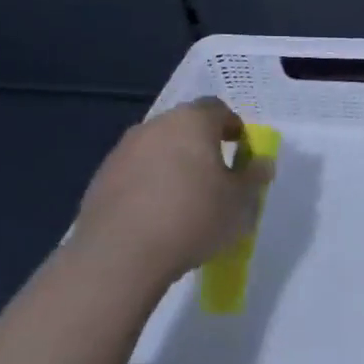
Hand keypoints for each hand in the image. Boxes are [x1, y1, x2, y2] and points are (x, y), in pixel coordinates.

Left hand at [67, 98, 274, 292]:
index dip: (233, 127)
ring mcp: (123, 150)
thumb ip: (254, 176)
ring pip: (157, 148)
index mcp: (192, 121)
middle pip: (185, 126)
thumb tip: (261, 162)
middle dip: (201, 145)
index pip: (218, 109)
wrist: (120, 254)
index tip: (241, 151)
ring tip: (183, 199)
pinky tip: (154, 215)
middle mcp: (156, 125)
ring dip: (172, 164)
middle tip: (215, 176)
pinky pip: (134, 172)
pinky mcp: (101, 177)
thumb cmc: (192, 217)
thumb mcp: (240, 202)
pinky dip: (147, 184)